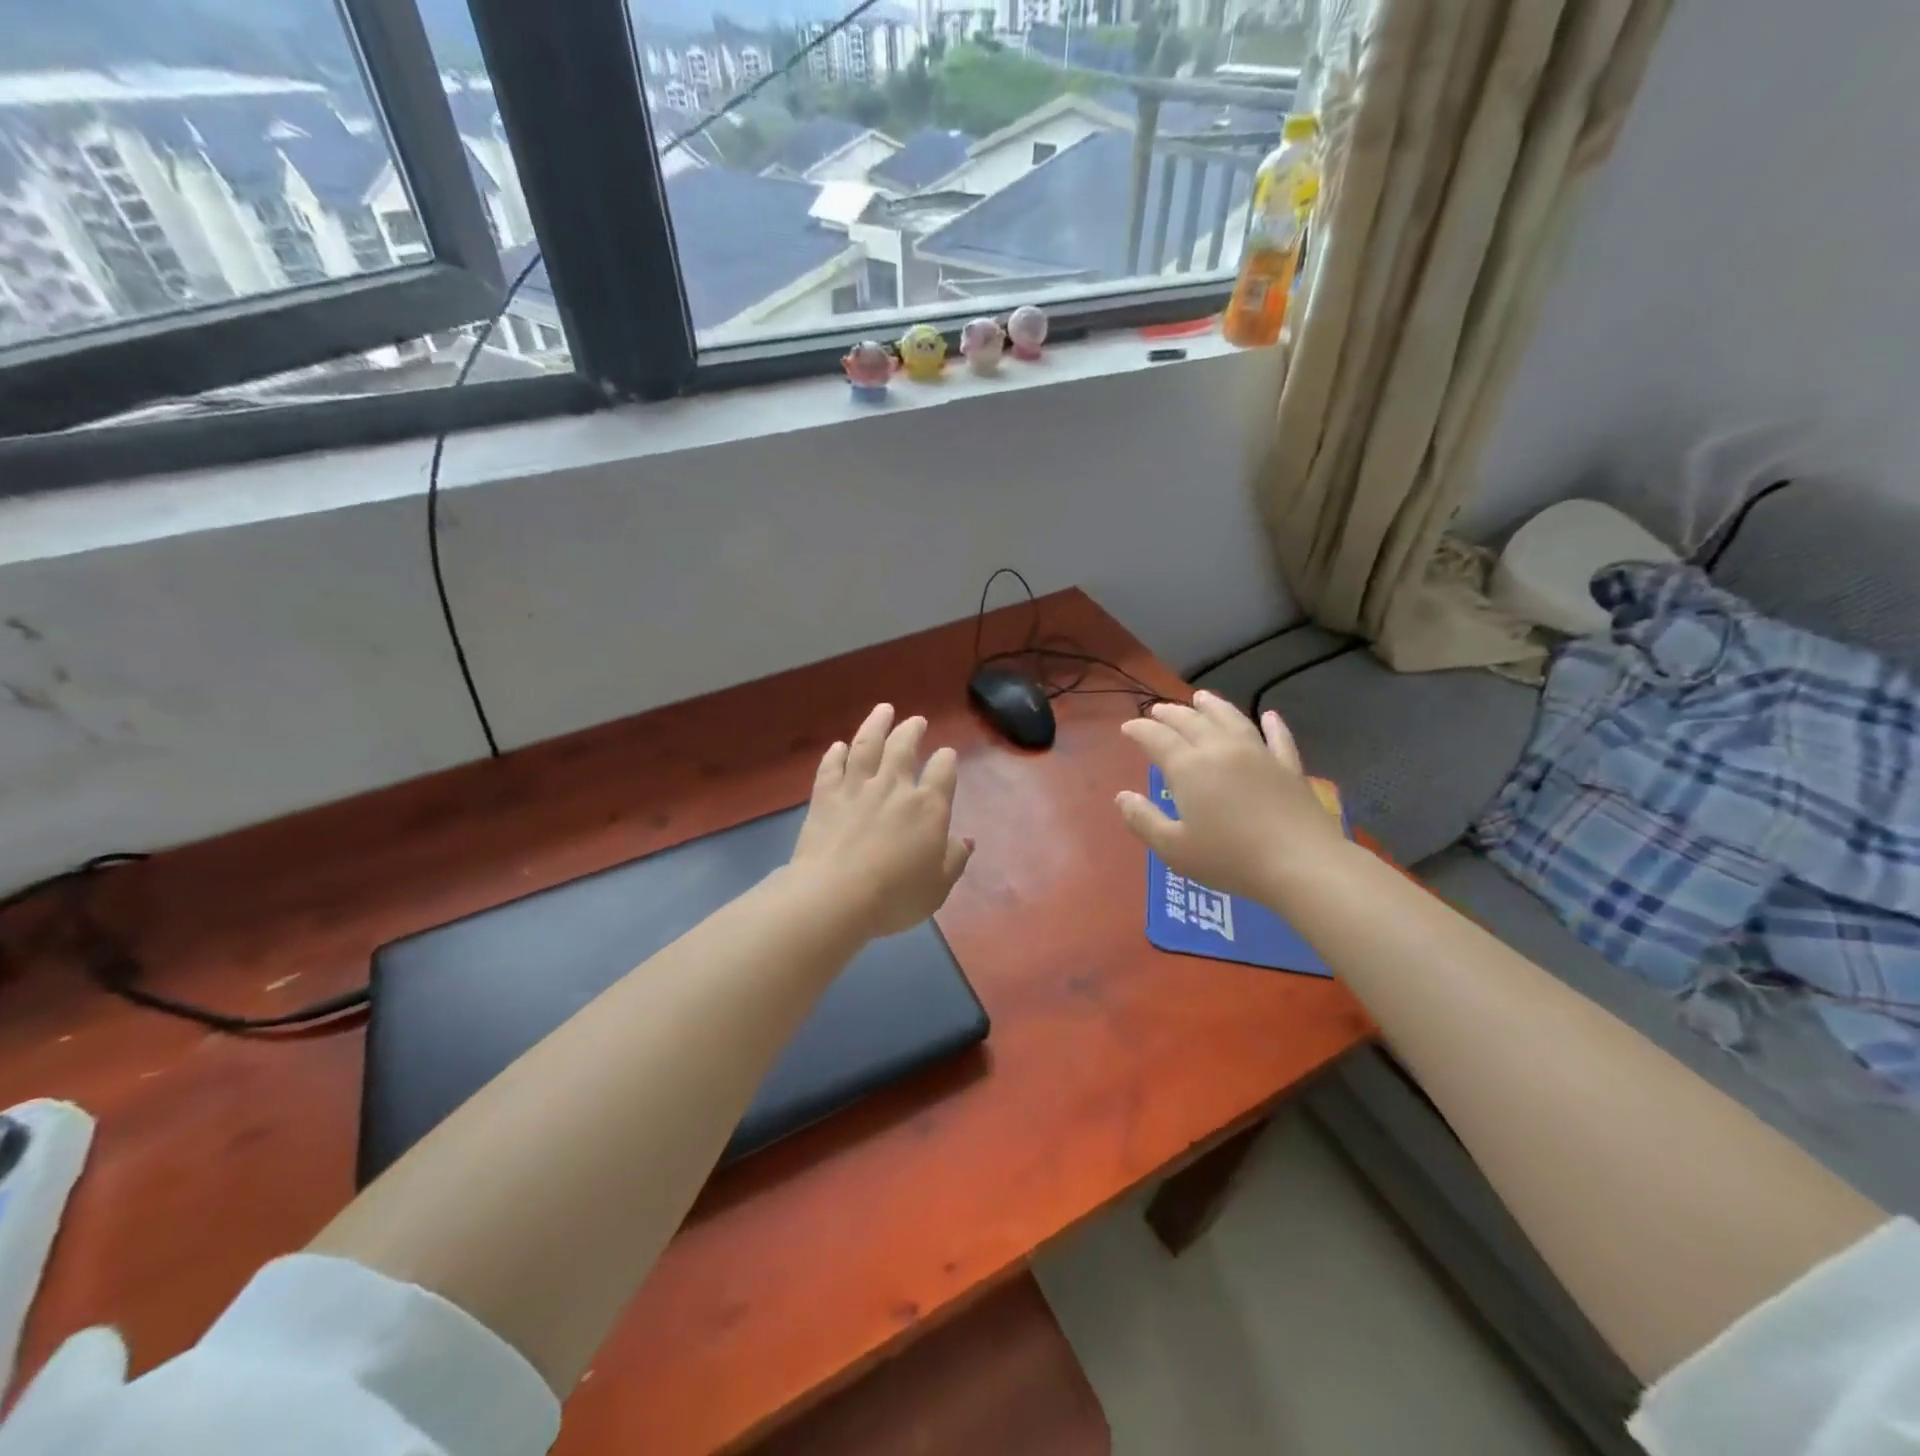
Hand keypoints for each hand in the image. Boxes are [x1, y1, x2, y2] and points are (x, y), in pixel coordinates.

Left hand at [792, 703, 973, 938]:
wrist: (834, 896)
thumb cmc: (895, 896)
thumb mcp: (938, 887)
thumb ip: (954, 859)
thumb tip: (966, 840)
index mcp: (928, 806)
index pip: (943, 770)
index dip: (946, 760)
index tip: (946, 755)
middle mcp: (894, 786)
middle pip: (904, 747)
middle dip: (912, 730)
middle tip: (916, 720)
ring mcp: (856, 787)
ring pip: (867, 744)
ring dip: (876, 724)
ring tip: (883, 710)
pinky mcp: (825, 796)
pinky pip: (831, 767)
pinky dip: (836, 754)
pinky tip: (839, 746)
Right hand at [1115, 691, 1348, 901]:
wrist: (1300, 864)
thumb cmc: (1229, 858)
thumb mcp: (1174, 848)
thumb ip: (1144, 820)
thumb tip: (1122, 796)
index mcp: (1189, 767)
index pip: (1157, 738)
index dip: (1140, 729)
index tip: (1127, 727)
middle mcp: (1221, 750)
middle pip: (1191, 721)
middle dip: (1170, 713)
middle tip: (1157, 711)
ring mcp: (1259, 754)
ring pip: (1231, 719)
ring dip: (1213, 706)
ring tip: (1200, 697)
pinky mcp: (1288, 767)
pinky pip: (1278, 738)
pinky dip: (1273, 725)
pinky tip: (1269, 715)